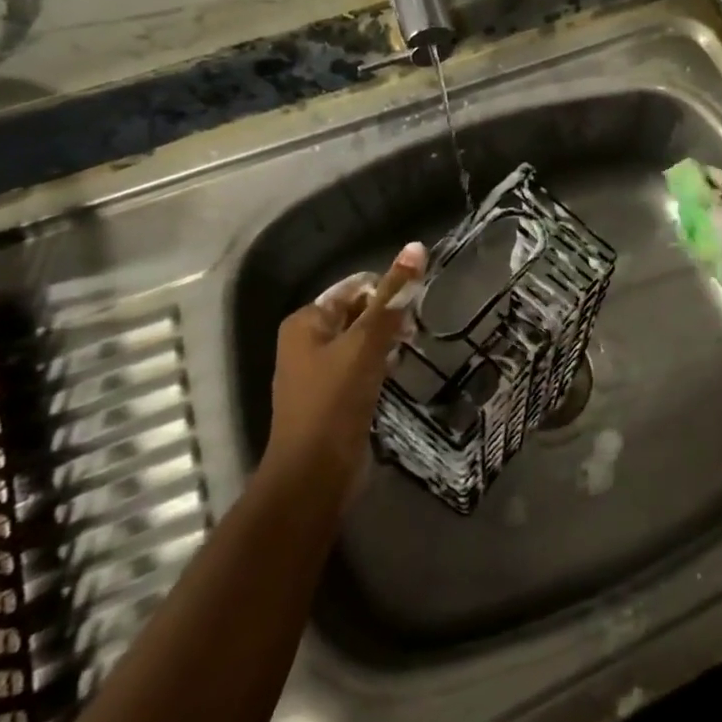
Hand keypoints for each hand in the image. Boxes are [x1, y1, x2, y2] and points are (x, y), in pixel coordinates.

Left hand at [266, 243, 425, 479]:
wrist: (314, 474)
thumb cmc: (335, 401)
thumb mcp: (367, 343)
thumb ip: (392, 296)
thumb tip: (416, 246)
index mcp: (306, 321)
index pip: (355, 286)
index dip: (387, 291)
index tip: (415, 309)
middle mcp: (306, 340)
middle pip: (358, 311)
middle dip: (388, 317)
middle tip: (414, 332)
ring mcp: (318, 370)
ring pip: (362, 340)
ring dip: (387, 341)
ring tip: (409, 350)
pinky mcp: (332, 396)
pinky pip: (361, 365)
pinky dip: (380, 364)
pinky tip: (397, 372)